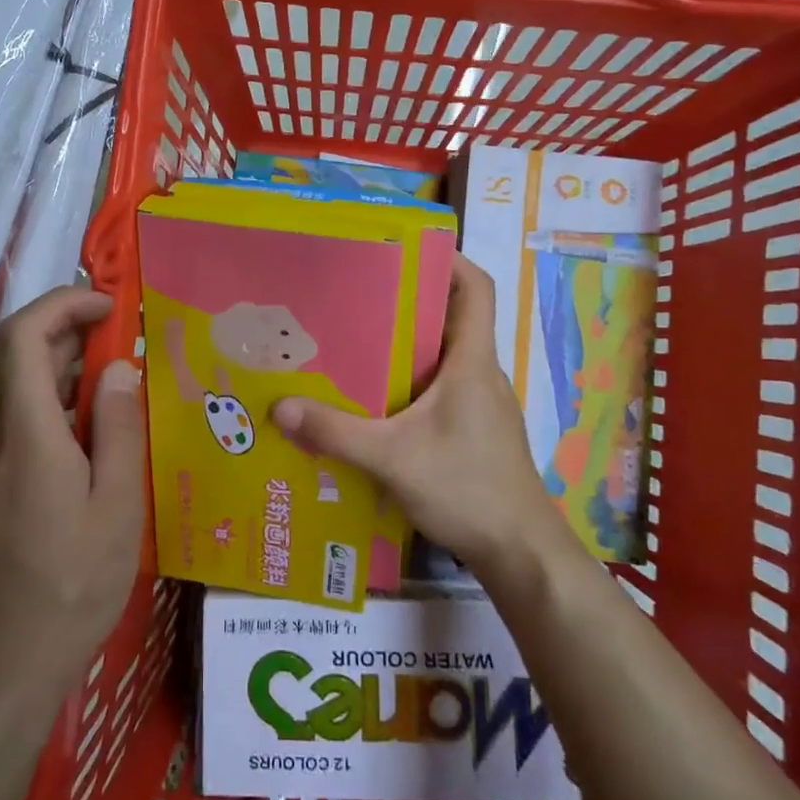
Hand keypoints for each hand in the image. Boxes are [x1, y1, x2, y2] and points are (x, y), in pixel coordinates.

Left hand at [0, 288, 144, 704]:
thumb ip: (117, 427)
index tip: (109, 306)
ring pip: (22, 398)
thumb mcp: (116, 506)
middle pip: (23, 362)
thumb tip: (118, 367)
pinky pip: (19, 432)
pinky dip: (56, 418)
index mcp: (25, 433)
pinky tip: (92, 454)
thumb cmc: (70, 587)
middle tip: (132, 355)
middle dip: (76, 342)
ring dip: (69, 382)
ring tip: (122, 405)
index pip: (22, 335)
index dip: (63, 303)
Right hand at [272, 257, 568, 577]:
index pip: (475, 289)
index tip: (406, 247)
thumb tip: (278, 408)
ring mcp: (479, 404)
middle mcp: (480, 373)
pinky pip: (438, 389)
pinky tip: (373, 403)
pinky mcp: (472, 431)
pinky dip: (409, 383)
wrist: (521, 553)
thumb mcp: (392, 459)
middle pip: (449, 318)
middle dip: (407, 300)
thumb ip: (335, 433)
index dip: (450, 259)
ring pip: (442, 356)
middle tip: (355, 294)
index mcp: (472, 361)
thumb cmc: (467, 488)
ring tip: (353, 342)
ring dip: (405, 345)